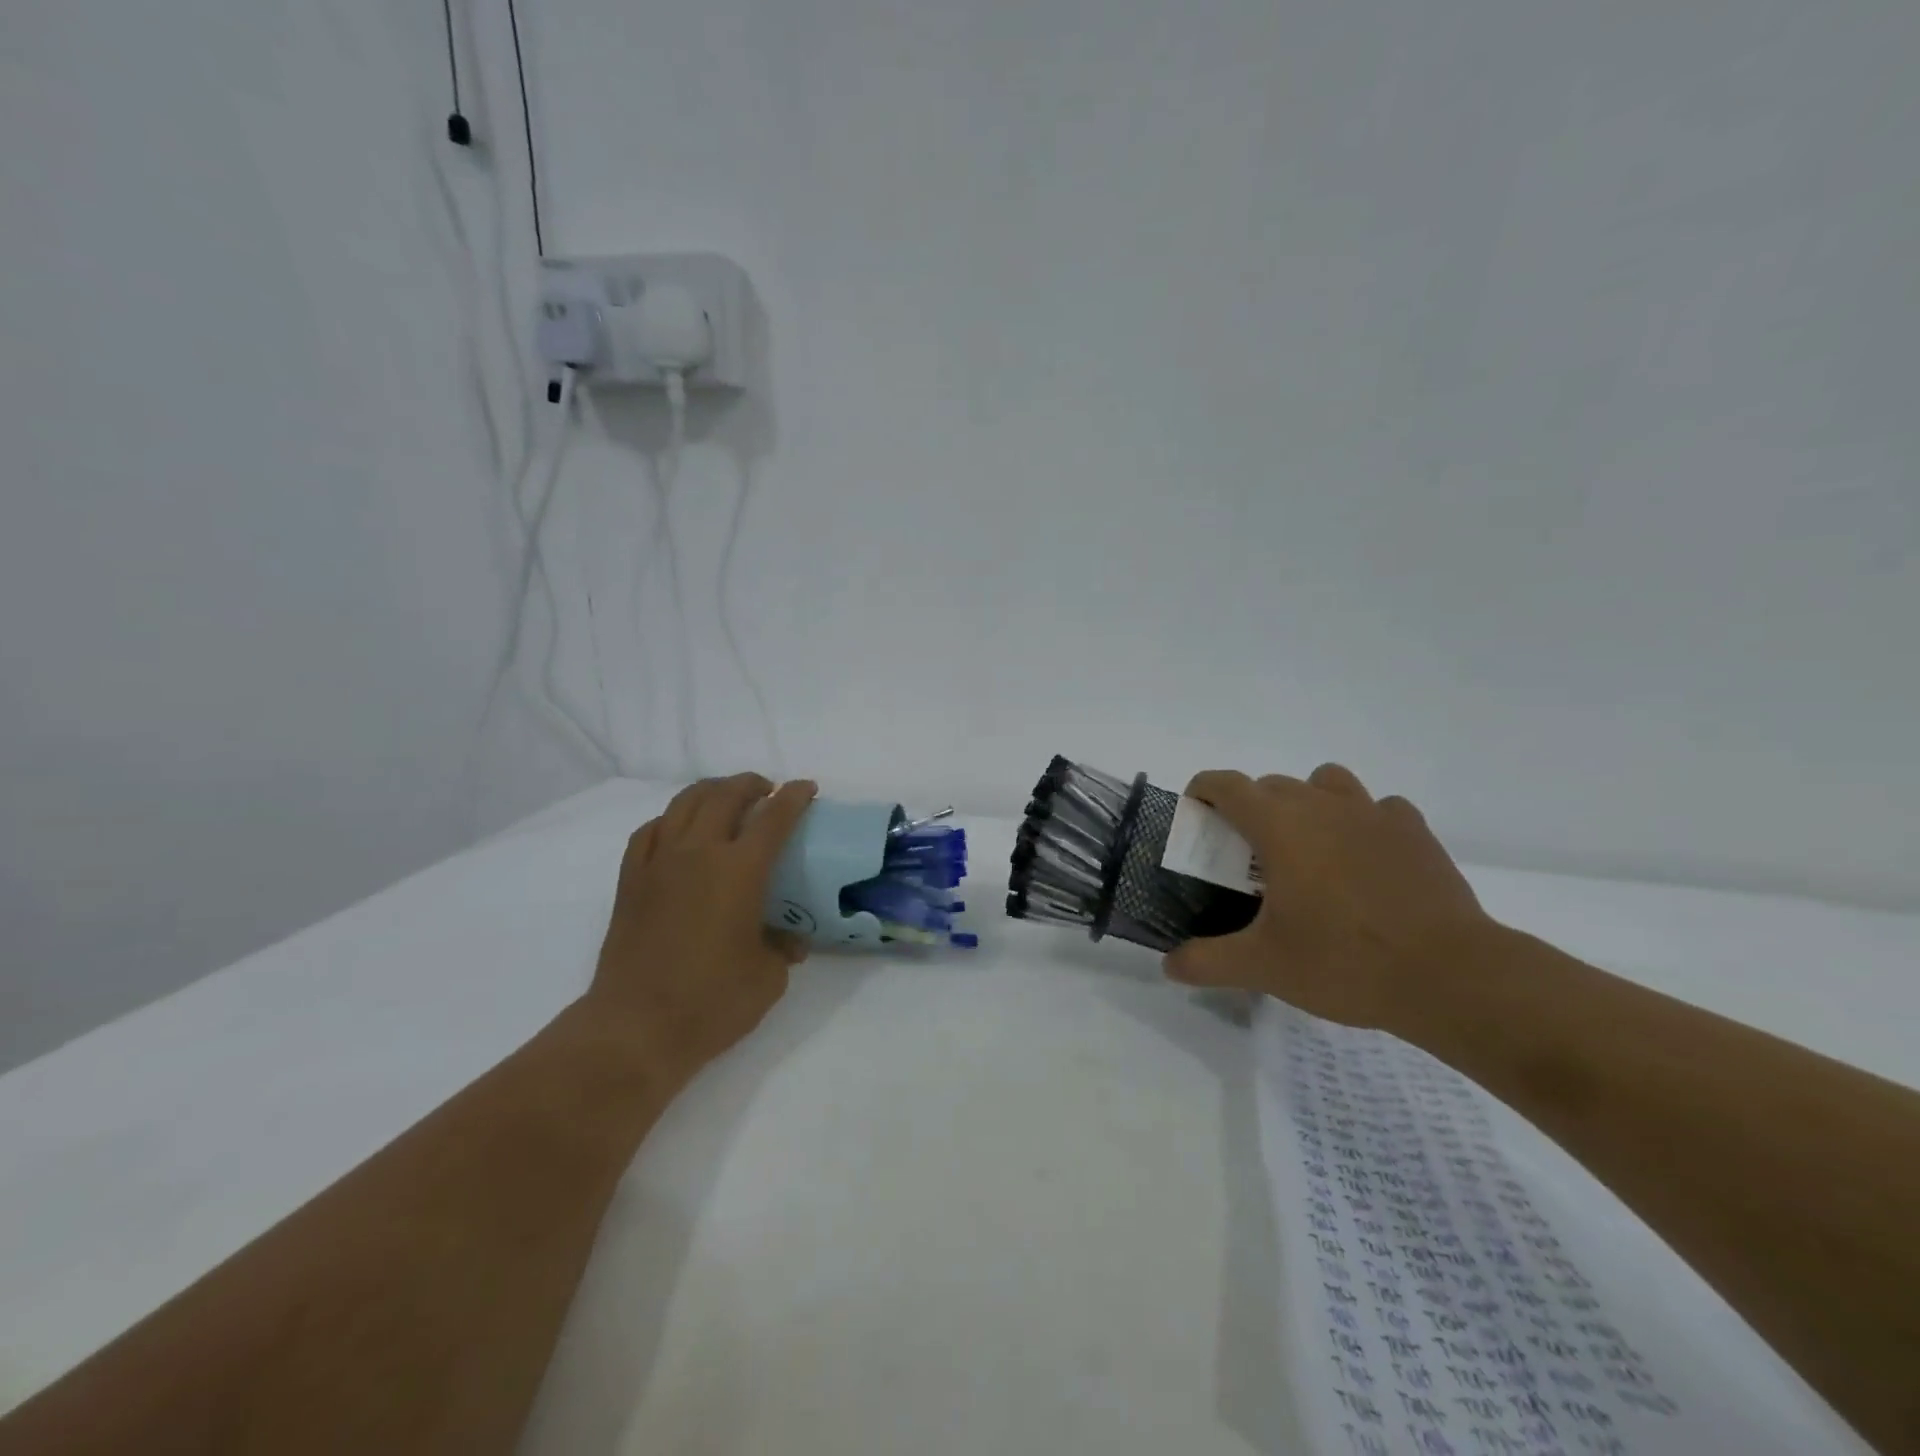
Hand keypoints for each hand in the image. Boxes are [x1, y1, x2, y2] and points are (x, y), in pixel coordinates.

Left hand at [587, 774, 817, 1072]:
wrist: (635, 1028)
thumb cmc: (711, 1002)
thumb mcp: (768, 978)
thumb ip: (783, 948)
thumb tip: (790, 940)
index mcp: (740, 871)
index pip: (774, 817)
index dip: (794, 797)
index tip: (806, 788)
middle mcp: (699, 853)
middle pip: (725, 796)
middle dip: (751, 784)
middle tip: (767, 790)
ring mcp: (659, 863)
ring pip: (684, 804)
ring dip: (711, 791)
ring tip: (726, 797)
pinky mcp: (630, 881)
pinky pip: (650, 832)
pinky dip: (670, 819)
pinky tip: (677, 829)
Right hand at [1164, 764, 1493, 1031]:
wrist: (1450, 976)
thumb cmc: (1345, 961)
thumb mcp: (1264, 967)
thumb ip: (1208, 961)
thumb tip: (1169, 966)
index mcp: (1279, 826)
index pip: (1226, 785)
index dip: (1202, 791)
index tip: (1195, 815)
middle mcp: (1322, 805)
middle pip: (1272, 784)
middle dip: (1250, 807)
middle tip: (1248, 854)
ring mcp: (1373, 814)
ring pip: (1327, 782)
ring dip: (1308, 801)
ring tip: (1309, 846)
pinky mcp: (1414, 832)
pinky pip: (1379, 808)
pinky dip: (1363, 821)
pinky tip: (1365, 858)